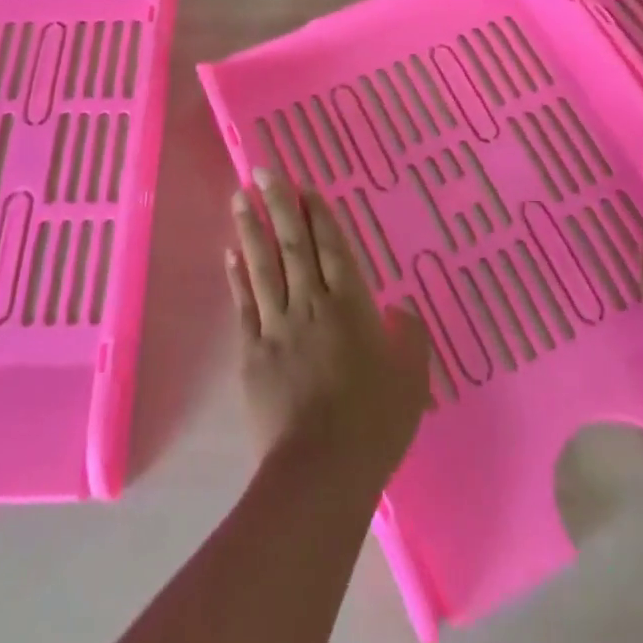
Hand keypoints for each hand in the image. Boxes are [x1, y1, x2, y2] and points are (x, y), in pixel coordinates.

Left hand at [225, 168, 431, 488]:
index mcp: (350, 306)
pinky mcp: (253, 353)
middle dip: (278, 204)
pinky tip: (230, 253)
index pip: (331, 247)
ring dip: (250, 229)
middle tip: (264, 170)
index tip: (303, 185)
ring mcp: (277, 327)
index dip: (317, 214)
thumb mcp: (411, 379)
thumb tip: (400, 309)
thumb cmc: (374, 423)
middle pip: (293, 245)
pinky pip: (245, 306)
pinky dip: (237, 277)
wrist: (321, 471)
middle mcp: (310, 305)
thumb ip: (408, 337)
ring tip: (239, 197)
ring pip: (263, 266)